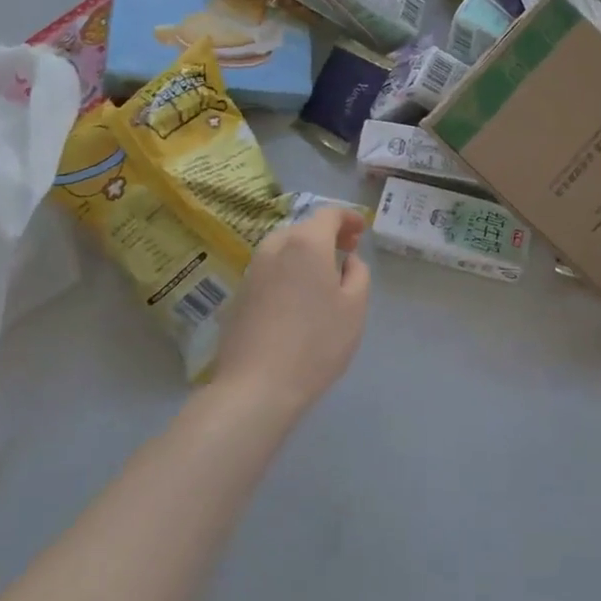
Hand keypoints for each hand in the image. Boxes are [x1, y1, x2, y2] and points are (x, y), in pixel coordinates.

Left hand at [211, 207, 370, 418]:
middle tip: (346, 253)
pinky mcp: (239, 293)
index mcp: (306, 243)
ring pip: (283, 247)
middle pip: (304, 228)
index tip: (361, 230)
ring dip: (304, 252)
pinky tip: (296, 297)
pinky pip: (269, 269)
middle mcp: (275, 247)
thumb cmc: (316, 343)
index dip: (348, 217)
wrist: (256, 386)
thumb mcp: (355, 307)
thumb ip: (358, 273)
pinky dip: (287, 270)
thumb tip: (347, 260)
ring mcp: (252, 270)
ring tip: (321, 275)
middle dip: (326, 234)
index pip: (329, 213)